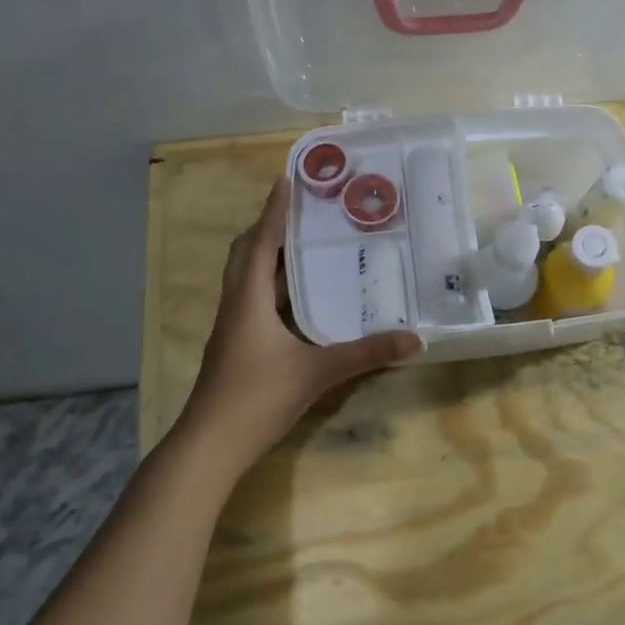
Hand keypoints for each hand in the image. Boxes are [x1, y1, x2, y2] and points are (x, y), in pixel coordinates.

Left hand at [178, 175, 420, 469]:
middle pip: (245, 252)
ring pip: (245, 276)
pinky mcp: (234, 345)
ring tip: (300, 242)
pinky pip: (250, 298)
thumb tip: (414, 339)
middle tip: (298, 209)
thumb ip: (365, 354)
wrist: (210, 445)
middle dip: (267, 226)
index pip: (262, 242)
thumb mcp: (317, 373)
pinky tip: (295, 296)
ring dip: (266, 254)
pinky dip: (269, 283)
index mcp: (249, 299)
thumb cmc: (257, 398)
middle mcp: (236, 304)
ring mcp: (231, 327)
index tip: (286, 179)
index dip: (274, 210)